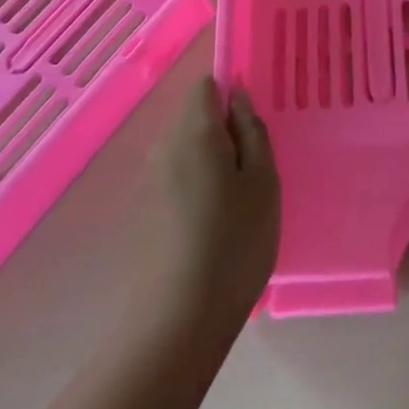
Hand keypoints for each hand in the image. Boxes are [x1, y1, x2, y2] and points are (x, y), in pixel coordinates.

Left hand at [132, 79, 280, 334]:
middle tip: (256, 171)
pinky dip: (199, 186)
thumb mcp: (263, 182)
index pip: (206, 86)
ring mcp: (150, 180)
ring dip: (213, 161)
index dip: (232, 95)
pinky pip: (178, 176)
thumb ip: (253, 131)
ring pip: (187, 148)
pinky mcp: (145, 210)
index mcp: (193, 131)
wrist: (178, 322)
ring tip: (240, 202)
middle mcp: (164, 146)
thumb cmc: (234, 243)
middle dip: (225, 131)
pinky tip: (216, 224)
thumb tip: (239, 97)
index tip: (254, 129)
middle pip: (195, 116)